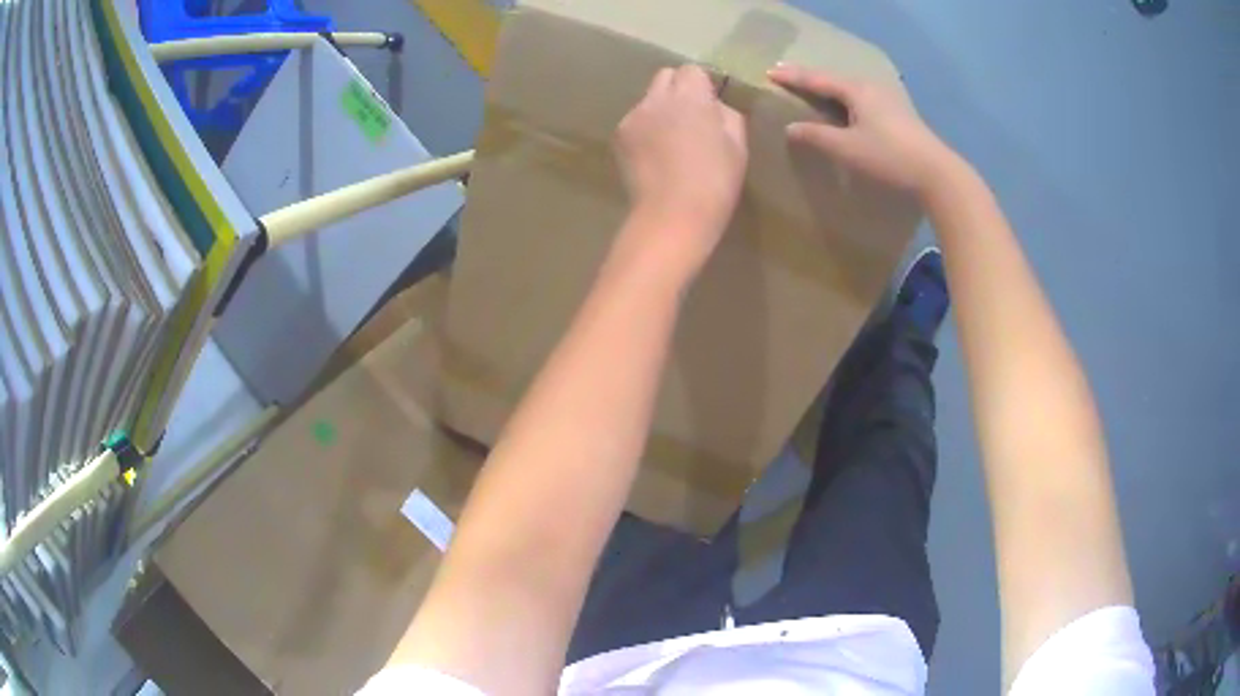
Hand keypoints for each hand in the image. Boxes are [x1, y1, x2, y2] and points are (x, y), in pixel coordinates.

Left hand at [613, 65, 747, 275]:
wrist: (672, 215)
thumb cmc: (715, 182)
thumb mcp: (738, 146)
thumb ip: (727, 116)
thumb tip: (715, 106)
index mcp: (691, 96)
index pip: (692, 70)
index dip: (702, 84)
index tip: (710, 105)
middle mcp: (657, 98)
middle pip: (665, 76)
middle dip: (678, 89)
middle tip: (690, 117)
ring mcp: (633, 116)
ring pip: (648, 98)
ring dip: (661, 108)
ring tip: (670, 139)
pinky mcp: (619, 136)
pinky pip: (635, 120)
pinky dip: (645, 128)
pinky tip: (654, 154)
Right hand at [768, 64, 960, 201]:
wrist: (936, 173)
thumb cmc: (889, 157)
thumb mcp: (847, 149)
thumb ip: (817, 136)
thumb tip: (791, 128)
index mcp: (856, 90)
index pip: (817, 79)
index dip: (793, 77)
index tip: (769, 72)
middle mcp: (871, 88)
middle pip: (834, 79)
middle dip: (810, 79)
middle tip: (788, 78)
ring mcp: (888, 99)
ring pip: (850, 89)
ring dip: (829, 89)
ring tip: (813, 91)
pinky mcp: (898, 114)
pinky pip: (861, 99)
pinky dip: (845, 100)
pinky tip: (844, 108)